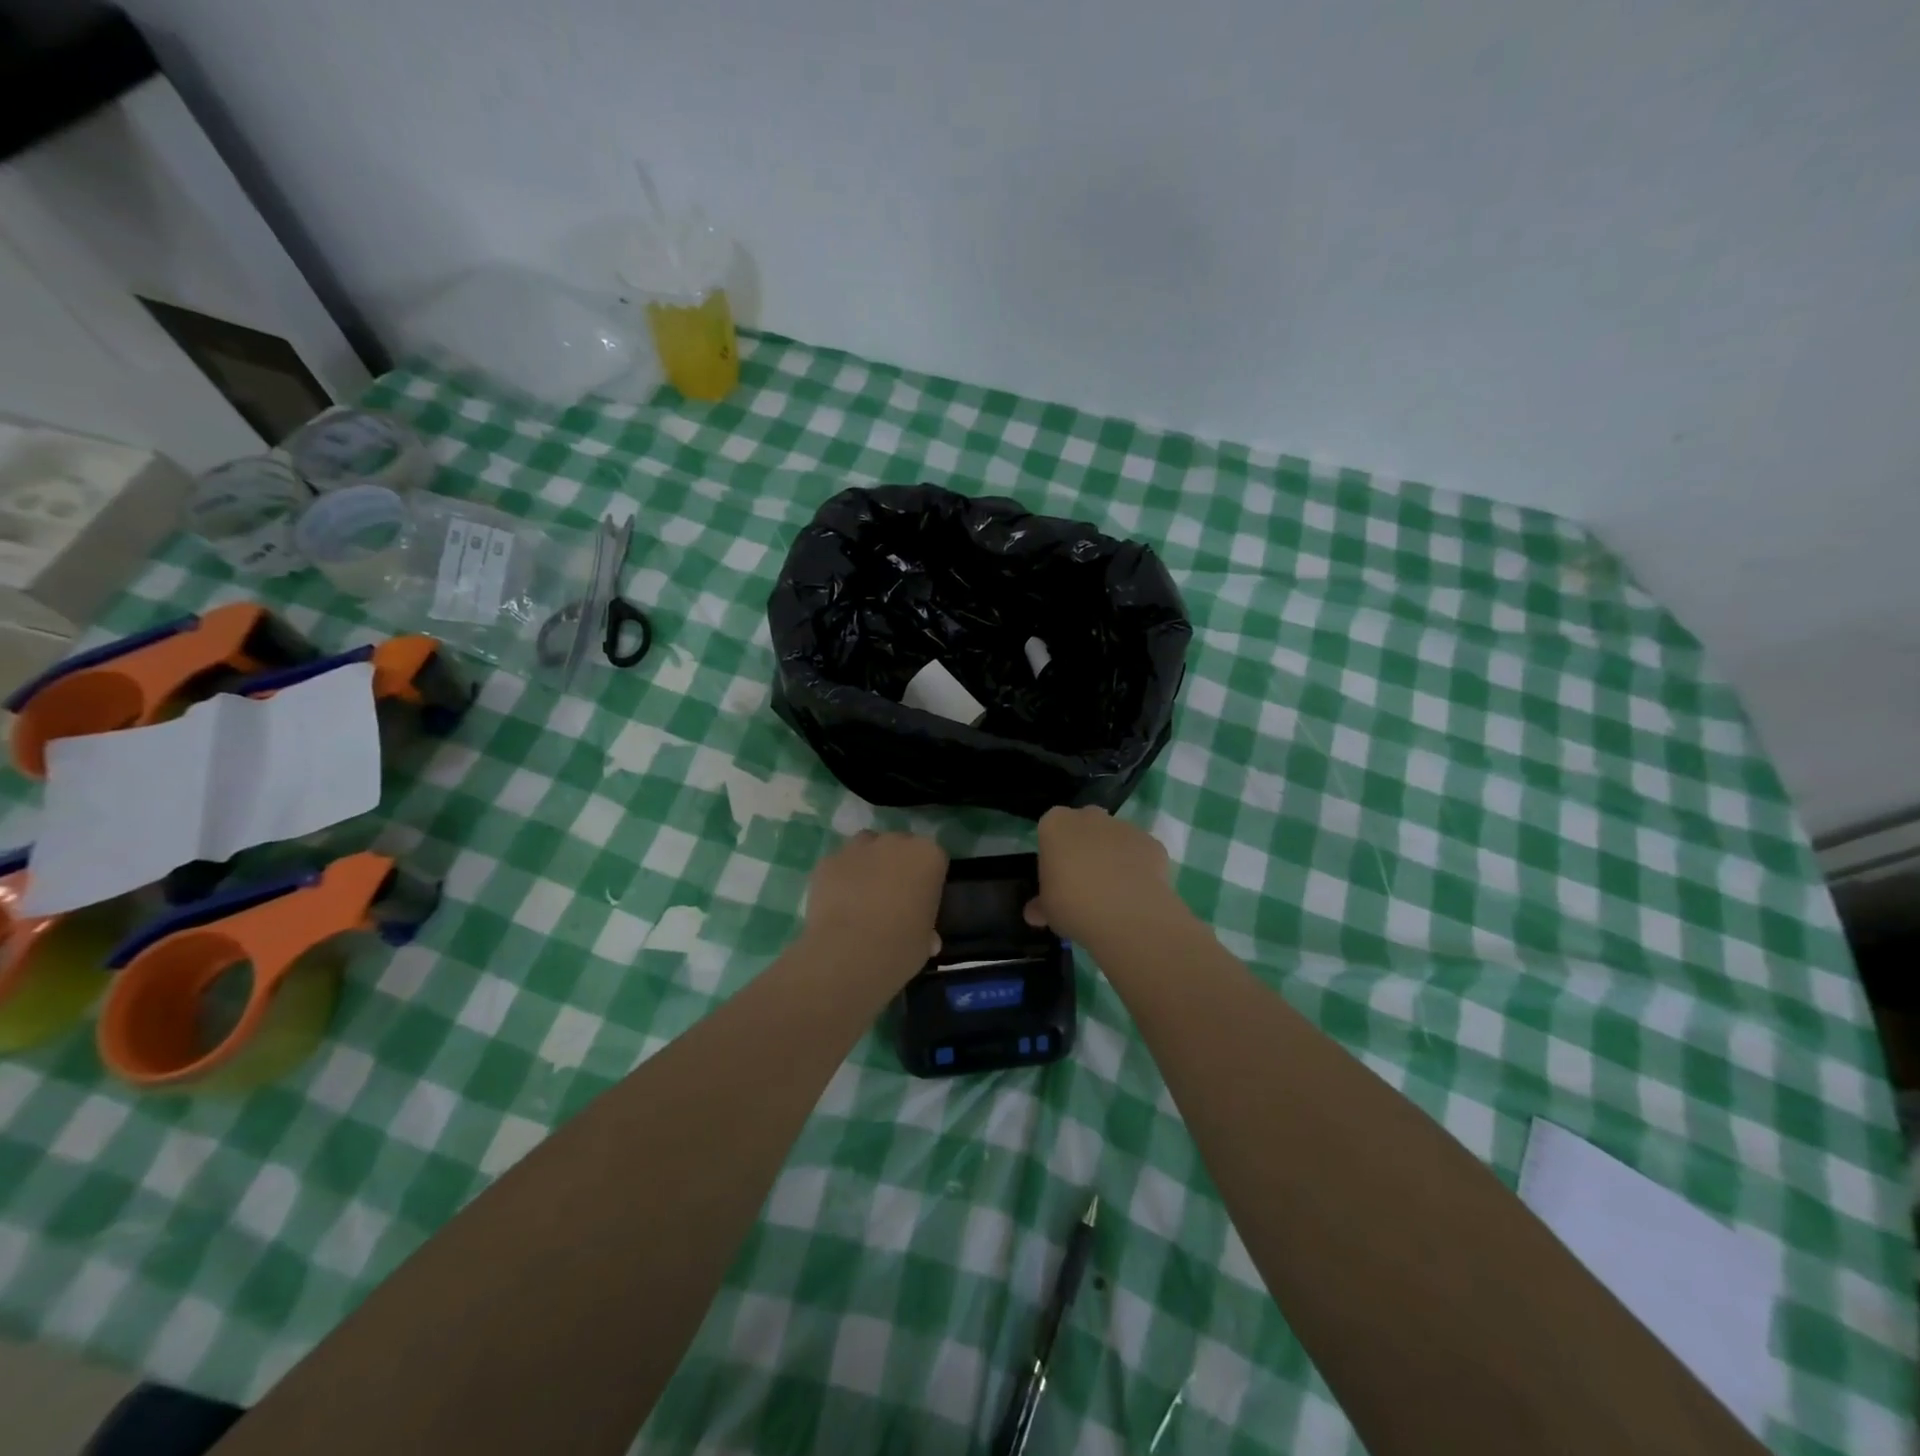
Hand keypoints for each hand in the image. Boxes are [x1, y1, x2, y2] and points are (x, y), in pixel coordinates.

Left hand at [801, 831, 947, 971]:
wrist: (849, 953)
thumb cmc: (901, 947)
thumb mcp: (926, 942)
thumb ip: (927, 930)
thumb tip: (927, 938)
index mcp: (928, 856)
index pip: (934, 858)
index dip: (927, 879)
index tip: (922, 900)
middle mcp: (895, 842)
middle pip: (899, 845)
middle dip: (897, 864)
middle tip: (893, 897)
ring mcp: (858, 848)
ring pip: (866, 846)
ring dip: (867, 863)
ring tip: (862, 895)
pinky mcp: (828, 861)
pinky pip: (838, 864)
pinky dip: (840, 878)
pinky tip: (837, 903)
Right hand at [1027, 806, 1185, 948]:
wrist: (1127, 914)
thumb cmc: (1073, 904)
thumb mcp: (1047, 910)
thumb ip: (1041, 905)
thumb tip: (1034, 913)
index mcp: (1055, 824)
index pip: (1050, 830)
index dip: (1054, 853)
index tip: (1057, 877)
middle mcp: (1089, 816)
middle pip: (1084, 826)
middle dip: (1084, 847)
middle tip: (1083, 882)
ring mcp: (1124, 826)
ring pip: (1114, 838)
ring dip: (1112, 856)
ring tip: (1114, 893)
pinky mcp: (1152, 842)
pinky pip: (1140, 853)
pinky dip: (1139, 868)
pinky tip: (1136, 894)